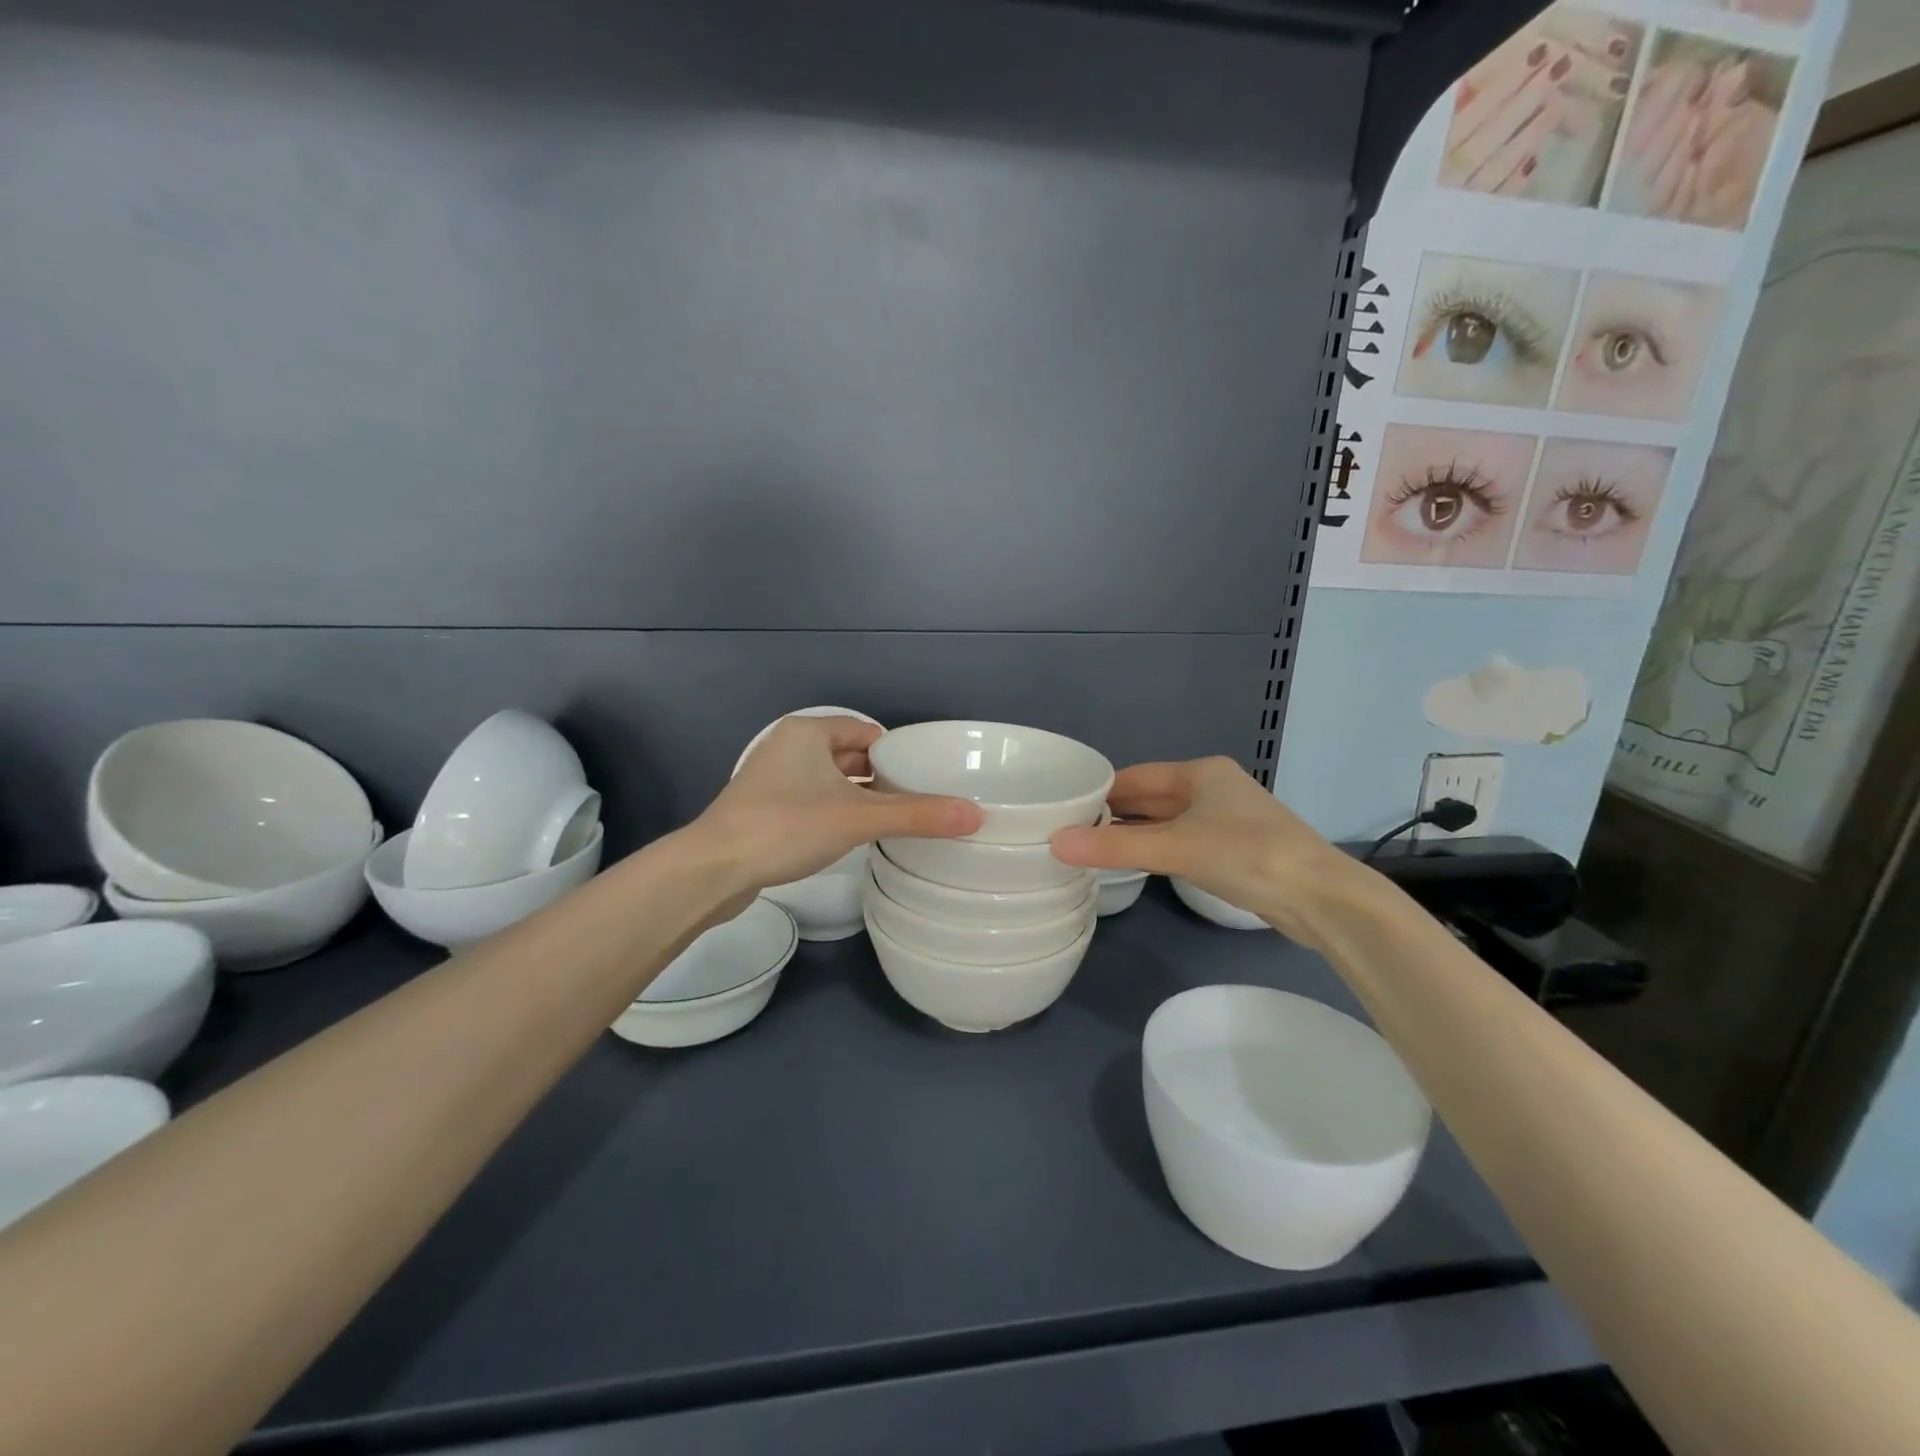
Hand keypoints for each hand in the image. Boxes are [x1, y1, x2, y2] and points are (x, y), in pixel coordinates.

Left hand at [690, 716, 981, 899]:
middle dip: (881, 775)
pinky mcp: (763, 811)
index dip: (897, 751)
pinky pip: (812, 802)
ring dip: (859, 796)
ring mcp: (772, 780)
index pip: (866, 731)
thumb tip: (976, 816)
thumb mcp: (857, 818)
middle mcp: (788, 748)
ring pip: (829, 781)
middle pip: (849, 755)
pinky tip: (853, 835)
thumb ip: (917, 816)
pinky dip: (835, 812)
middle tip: (918, 799)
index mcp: (808, 733)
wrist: (712, 869)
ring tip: (895, 818)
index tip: (925, 776)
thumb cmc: (786, 826)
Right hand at [1048, 757, 1362, 948]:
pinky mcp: (1235, 852)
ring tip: (1091, 848)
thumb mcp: (1174, 847)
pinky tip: (1134, 864)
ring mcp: (1226, 821)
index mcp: (1201, 772)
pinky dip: (1156, 851)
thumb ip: (1115, 846)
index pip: (1135, 777)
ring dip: (1134, 834)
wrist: (1320, 897)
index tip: (1063, 807)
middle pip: (1150, 798)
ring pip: (1166, 823)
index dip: (1100, 791)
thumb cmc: (1246, 855)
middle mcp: (1213, 789)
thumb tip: (1055, 843)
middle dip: (1114, 813)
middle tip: (1069, 831)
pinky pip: (1182, 844)